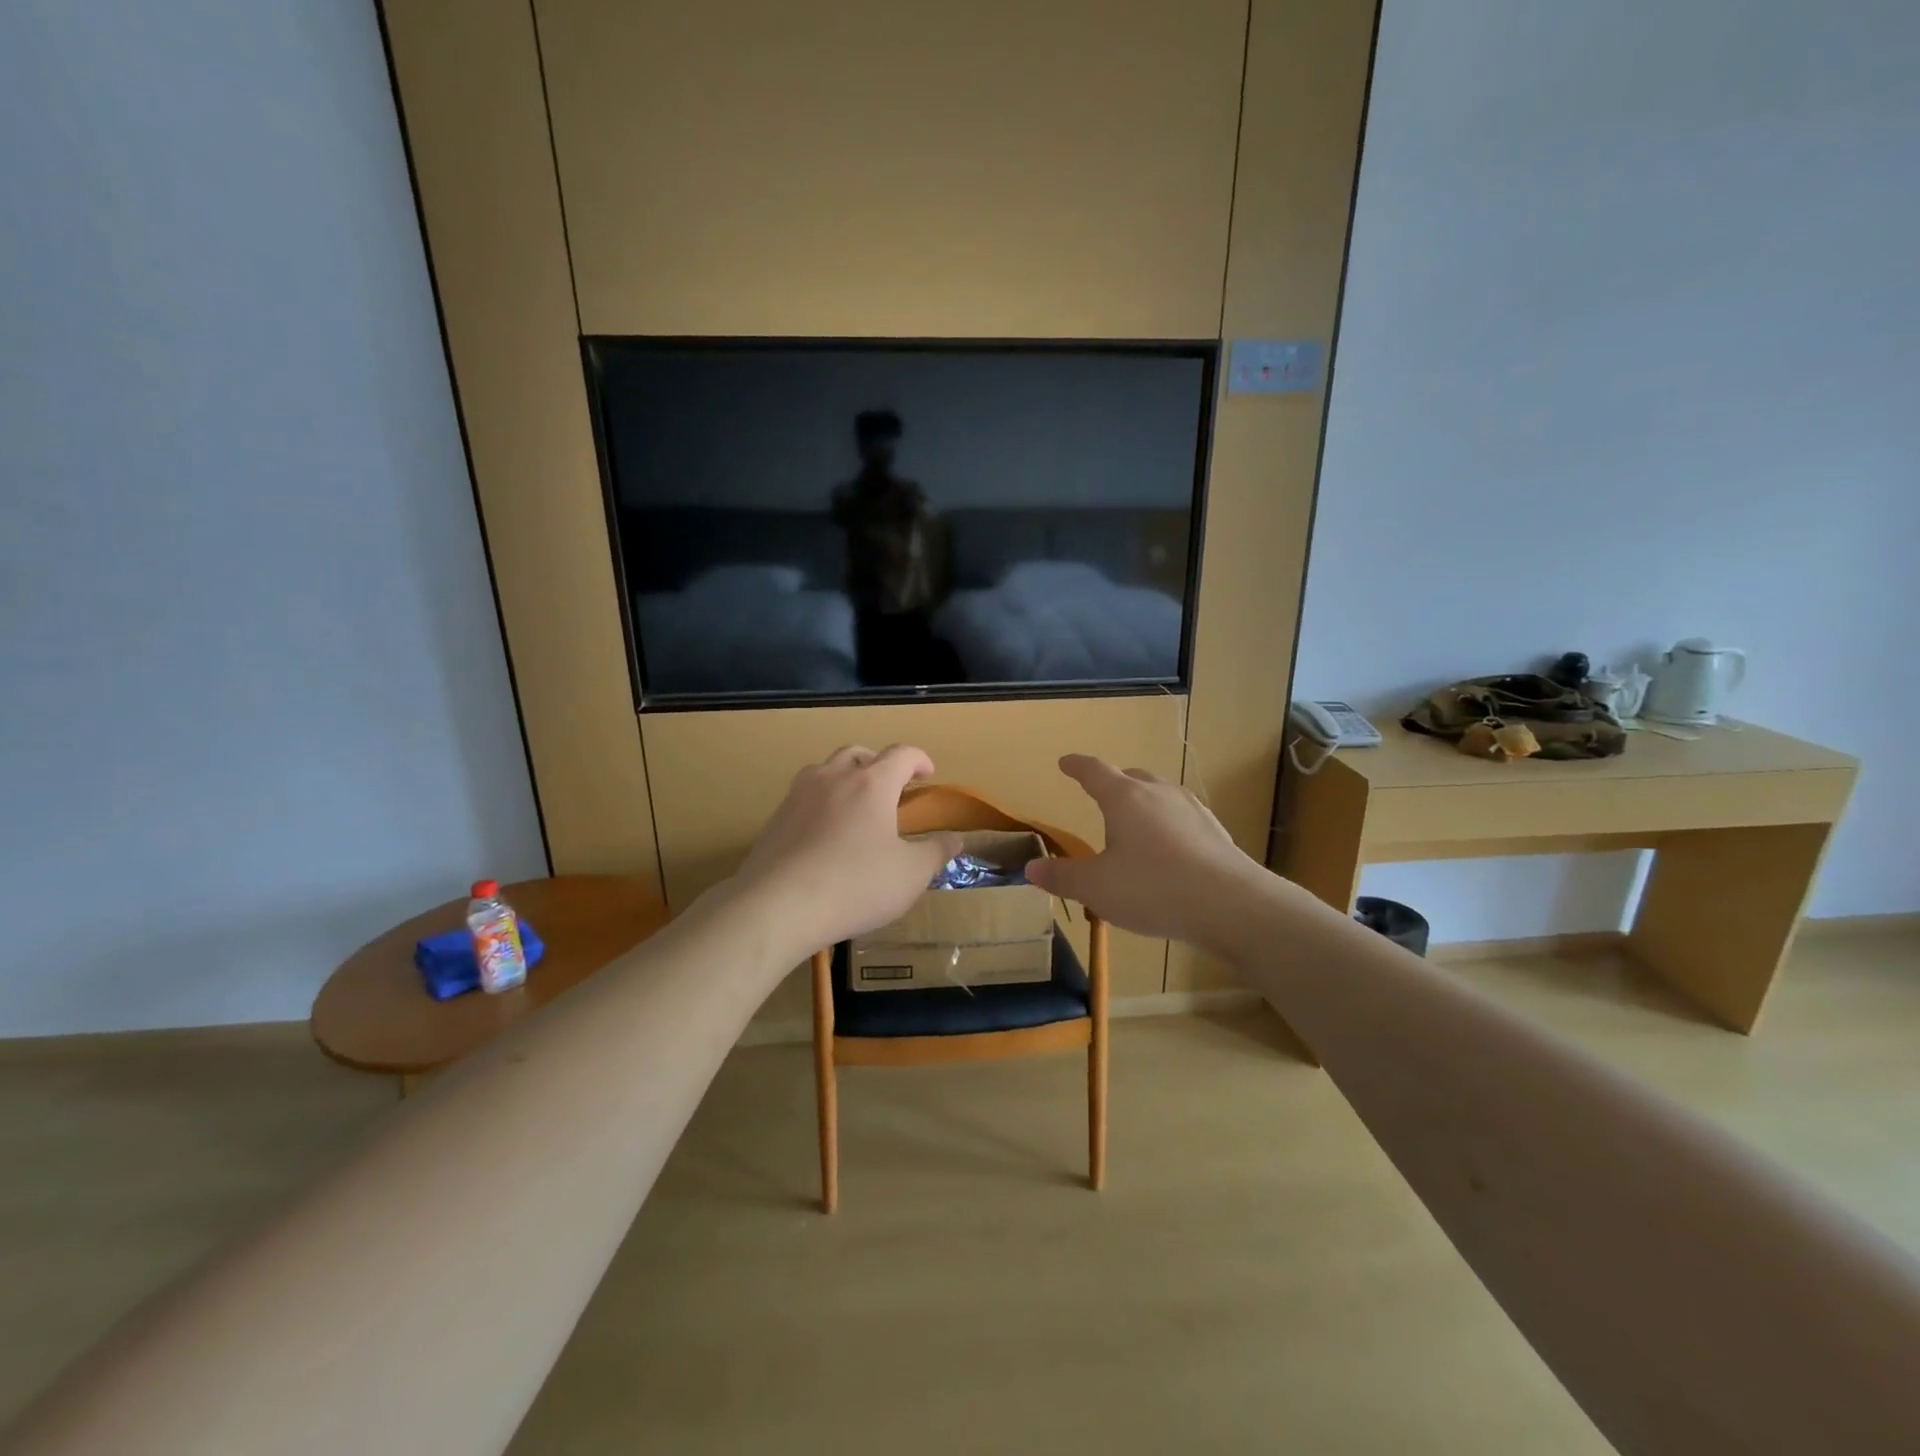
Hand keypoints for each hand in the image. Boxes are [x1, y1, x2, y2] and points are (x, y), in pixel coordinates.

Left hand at [732, 745, 962, 956]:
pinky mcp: (776, 817)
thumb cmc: (855, 885)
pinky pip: (804, 796)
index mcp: (872, 784)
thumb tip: (955, 840)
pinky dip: (822, 802)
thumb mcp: (910, 875)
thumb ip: (935, 853)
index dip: (919, 760)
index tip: (928, 774)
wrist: (778, 905)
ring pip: (826, 769)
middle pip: (859, 754)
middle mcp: (834, 778)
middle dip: (879, 764)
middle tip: (891, 787)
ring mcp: (799, 795)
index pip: (901, 754)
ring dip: (846, 777)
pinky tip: (825, 833)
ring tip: (855, 805)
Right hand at [1024, 755, 1267, 951]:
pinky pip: (1182, 818)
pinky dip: (1167, 826)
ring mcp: (1192, 809)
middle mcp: (1158, 793)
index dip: (1076, 766)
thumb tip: (1031, 869)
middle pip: (1131, 777)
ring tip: (1134, 827)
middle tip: (1100, 795)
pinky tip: (1168, 851)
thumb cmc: (1153, 889)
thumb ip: (1062, 877)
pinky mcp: (1215, 832)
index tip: (1065, 762)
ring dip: (1143, 804)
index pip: (1094, 771)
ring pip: (1160, 795)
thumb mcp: (1096, 888)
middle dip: (1113, 783)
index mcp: (1124, 798)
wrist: (1232, 905)